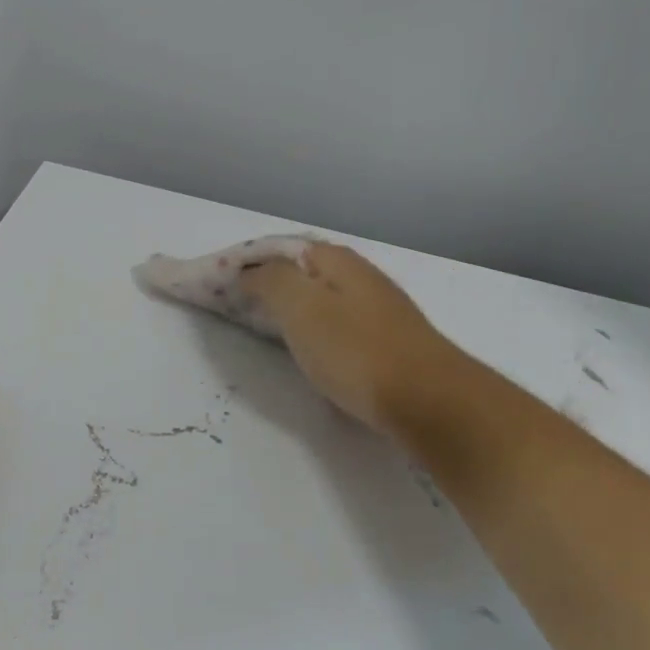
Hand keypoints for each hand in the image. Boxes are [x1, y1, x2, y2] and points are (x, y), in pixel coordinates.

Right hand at [242, 243, 452, 429]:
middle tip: (236, 306)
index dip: (248, 261)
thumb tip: (250, 272)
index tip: (218, 284)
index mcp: (337, 260)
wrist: (431, 402)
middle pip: (302, 271)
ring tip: (263, 326)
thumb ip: (270, 280)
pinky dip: (313, 328)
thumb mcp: (301, 307)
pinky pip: (336, 323)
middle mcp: (360, 276)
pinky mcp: (387, 341)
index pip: (281, 248)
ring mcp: (378, 308)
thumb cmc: (356, 350)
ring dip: (290, 306)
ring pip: (320, 297)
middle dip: (268, 283)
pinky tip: (308, 348)